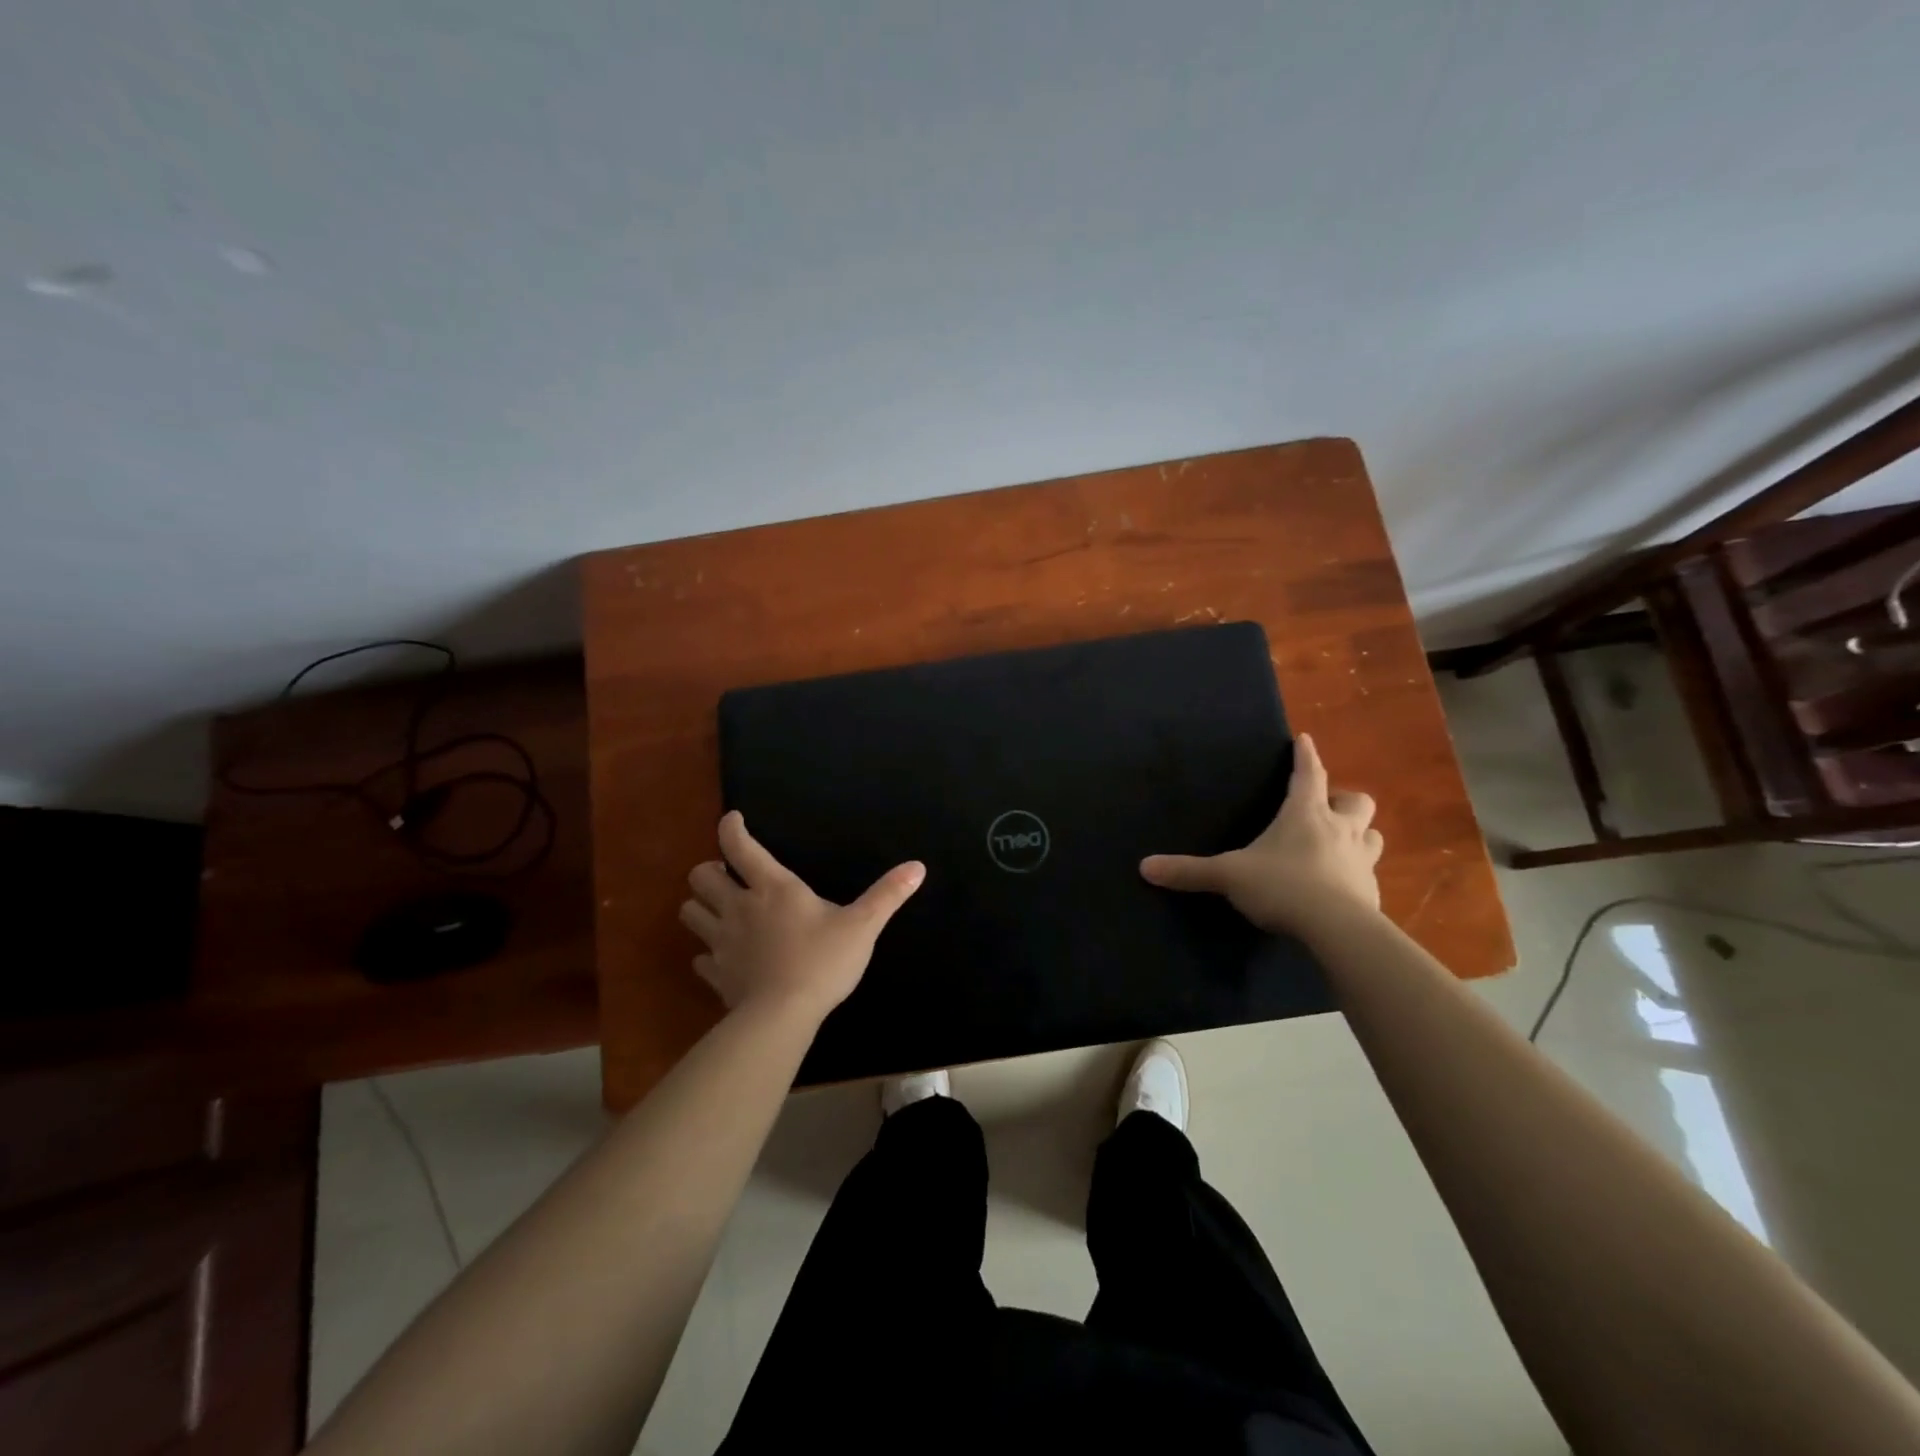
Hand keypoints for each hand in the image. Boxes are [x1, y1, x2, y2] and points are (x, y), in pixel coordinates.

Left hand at [680, 811, 925, 1023]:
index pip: (739, 846)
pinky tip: (723, 958)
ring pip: (690, 913)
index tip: (733, 819)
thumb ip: (887, 895)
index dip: (731, 827)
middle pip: (701, 877)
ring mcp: (722, 943)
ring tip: (719, 911)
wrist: (783, 1017)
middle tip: (728, 876)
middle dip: (709, 871)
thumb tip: (917, 866)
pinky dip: (707, 954)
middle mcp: (739, 908)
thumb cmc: (822, 962)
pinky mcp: (717, 975)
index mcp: (772, 888)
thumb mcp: (862, 926)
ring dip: (700, 907)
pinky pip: (700, 959)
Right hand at [1139, 733, 1382, 936]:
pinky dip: (1357, 873)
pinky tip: (1343, 886)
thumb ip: (1189, 871)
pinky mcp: (1371, 891)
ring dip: (1360, 833)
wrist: (1337, 929)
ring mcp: (1360, 860)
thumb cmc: (1283, 886)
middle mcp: (1340, 829)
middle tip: (1327, 807)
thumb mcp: (1229, 875)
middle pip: (1356, 800)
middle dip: (1343, 798)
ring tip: (1341, 842)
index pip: (1309, 774)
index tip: (1305, 739)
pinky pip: (1368, 873)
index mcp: (1305, 814)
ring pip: (1373, 834)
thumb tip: (1144, 867)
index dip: (1306, 756)